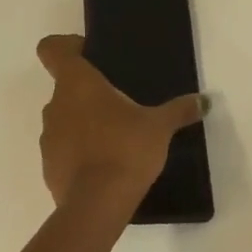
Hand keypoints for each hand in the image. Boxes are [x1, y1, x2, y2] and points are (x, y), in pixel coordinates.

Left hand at [36, 34, 203, 214]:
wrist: (97, 206)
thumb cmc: (126, 149)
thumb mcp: (160, 127)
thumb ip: (179, 110)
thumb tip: (203, 101)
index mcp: (77, 83)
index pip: (52, 49)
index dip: (66, 46)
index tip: (89, 55)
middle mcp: (55, 105)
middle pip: (64, 86)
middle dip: (88, 91)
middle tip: (119, 101)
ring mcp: (48, 138)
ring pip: (64, 118)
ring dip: (83, 122)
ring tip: (115, 135)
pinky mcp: (48, 168)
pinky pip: (64, 150)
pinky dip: (79, 152)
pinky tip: (105, 164)